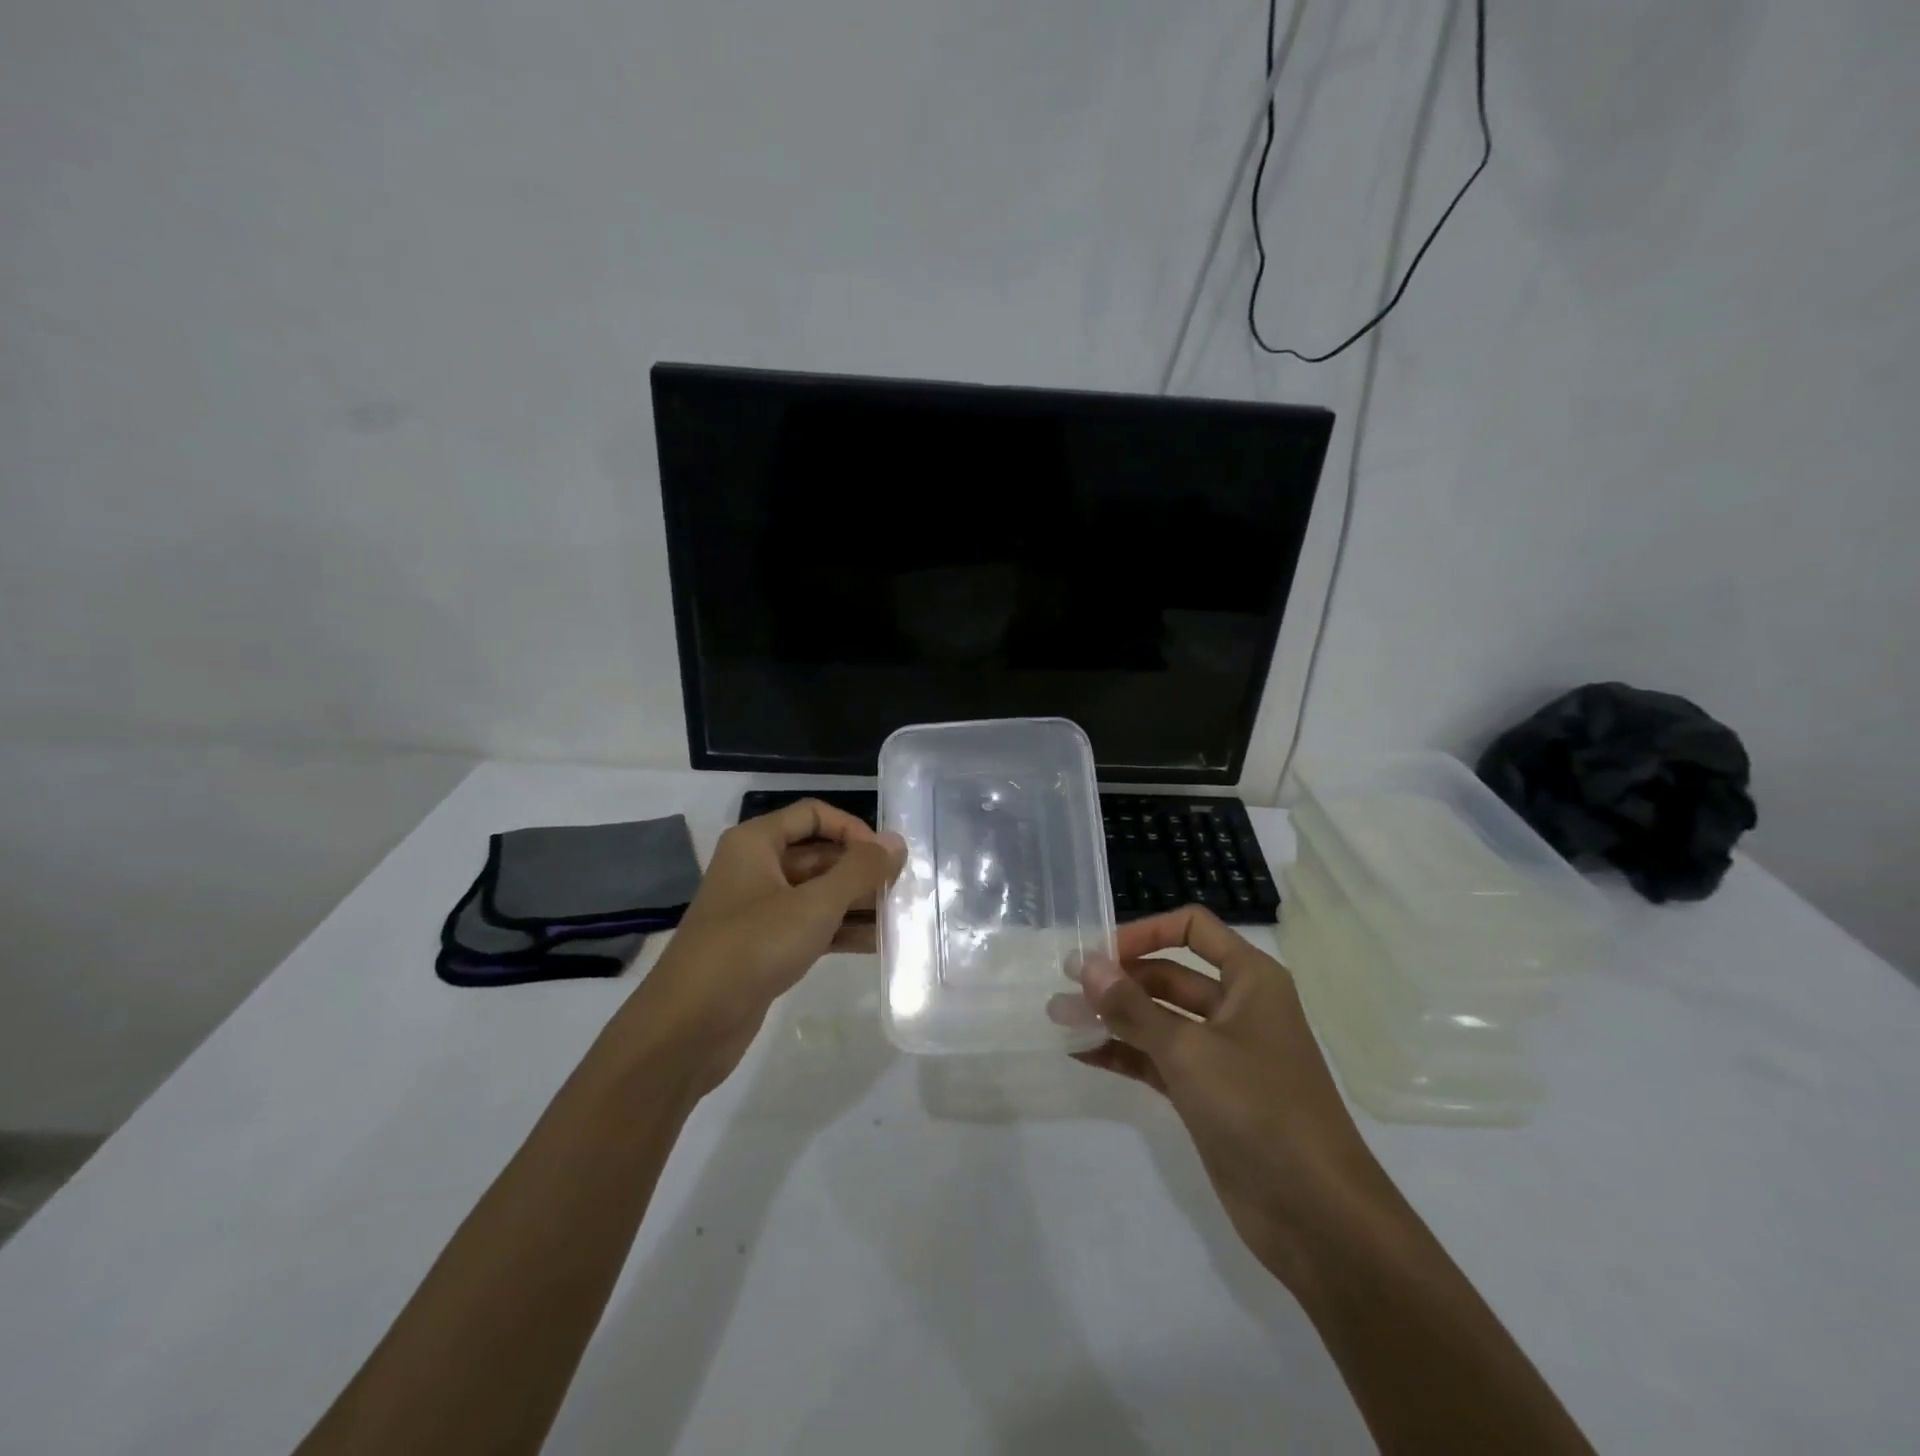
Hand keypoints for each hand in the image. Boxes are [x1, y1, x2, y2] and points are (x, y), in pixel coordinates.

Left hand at [619, 800, 904, 1095]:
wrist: (688, 1027)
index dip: (853, 829)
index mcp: (756, 843)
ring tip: (899, 919)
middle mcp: (756, 868)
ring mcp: (759, 910)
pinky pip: (810, 926)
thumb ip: (859, 871)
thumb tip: (896, 843)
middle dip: (860, 871)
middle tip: (903, 891)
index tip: (885, 857)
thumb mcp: (814, 905)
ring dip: (856, 903)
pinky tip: (877, 944)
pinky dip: (841, 931)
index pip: (813, 815)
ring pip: (818, 894)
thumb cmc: (751, 948)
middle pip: (819, 855)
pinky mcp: (764, 947)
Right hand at [1074, 905, 1388, 1291]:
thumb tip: (1086, 964)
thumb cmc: (1260, 1108)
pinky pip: (1158, 1060)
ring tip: (1059, 1017)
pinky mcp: (1207, 1095)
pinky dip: (1124, 1054)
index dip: (1145, 931)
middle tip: (1065, 987)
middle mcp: (1236, 1007)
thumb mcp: (1189, 1050)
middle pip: (1169, 974)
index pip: (1192, 928)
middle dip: (1118, 979)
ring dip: (1113, 1017)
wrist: (1318, 1216)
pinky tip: (1082, 1053)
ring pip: (1159, 1019)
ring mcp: (1221, 1054)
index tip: (1099, 952)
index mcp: (1250, 978)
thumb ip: (1132, 1007)